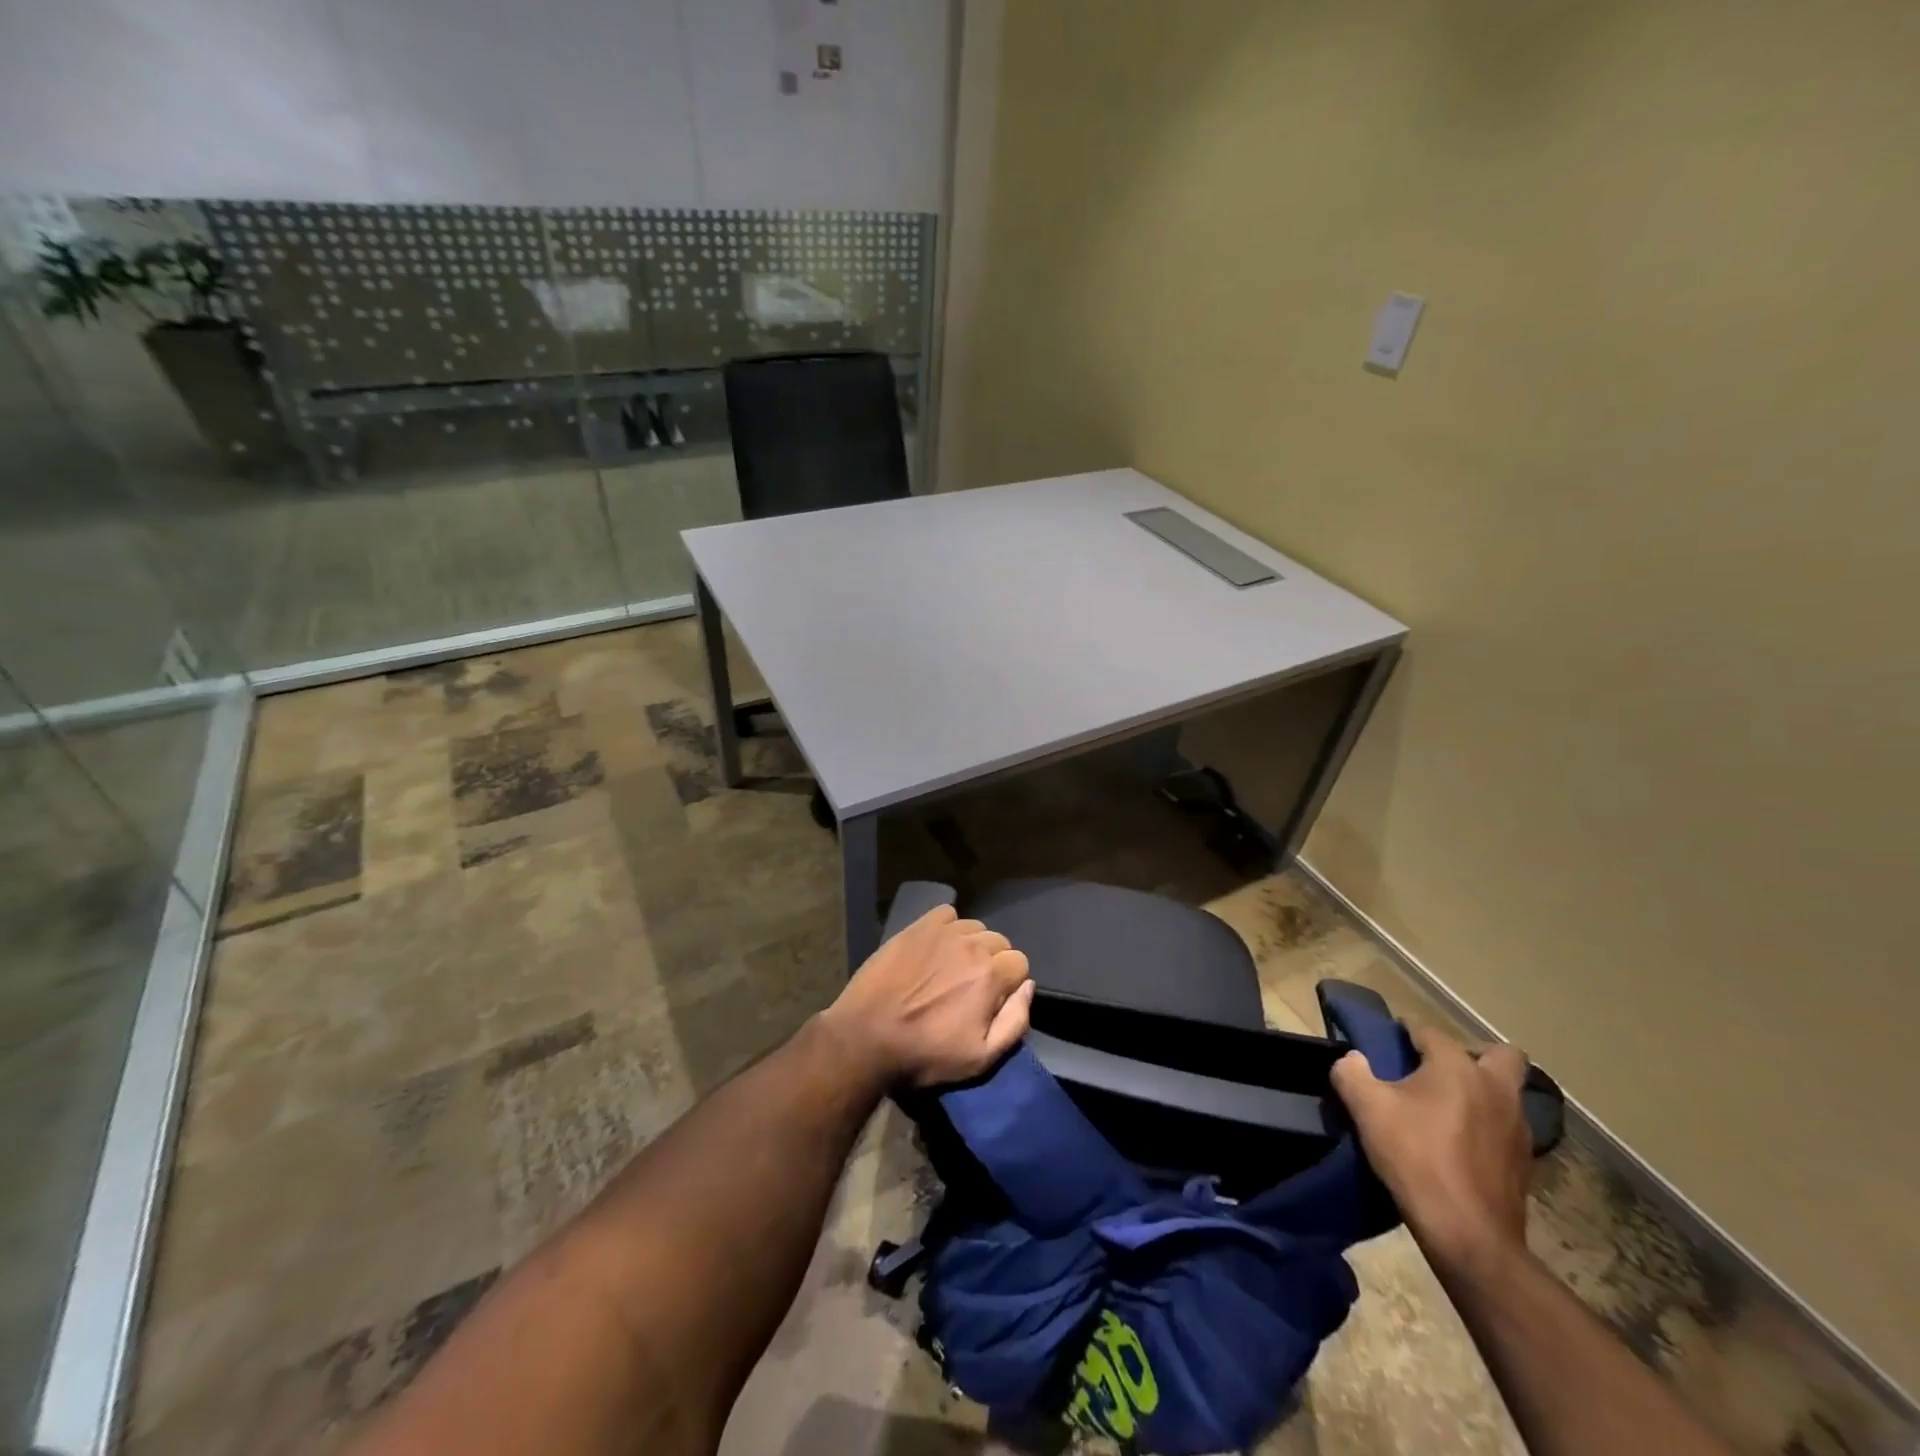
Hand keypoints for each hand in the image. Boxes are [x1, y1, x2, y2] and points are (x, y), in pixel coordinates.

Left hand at [820, 905, 1034, 1087]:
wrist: (867, 1036)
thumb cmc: (925, 1053)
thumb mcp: (980, 1057)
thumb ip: (1015, 1021)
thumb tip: (1027, 986)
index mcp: (990, 975)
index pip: (1020, 963)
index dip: (1009, 983)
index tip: (991, 1001)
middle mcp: (971, 945)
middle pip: (999, 942)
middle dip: (993, 963)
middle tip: (970, 987)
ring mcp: (943, 932)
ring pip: (975, 928)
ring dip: (971, 945)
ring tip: (951, 968)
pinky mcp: (917, 926)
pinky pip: (947, 914)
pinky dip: (948, 927)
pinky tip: (935, 948)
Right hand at [1331, 1025, 1532, 1275]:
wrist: (1468, 1234)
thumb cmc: (1415, 1158)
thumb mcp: (1366, 1108)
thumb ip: (1351, 1071)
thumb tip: (1353, 1059)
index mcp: (1457, 1067)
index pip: (1429, 1031)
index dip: (1406, 1034)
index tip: (1389, 1045)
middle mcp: (1496, 1088)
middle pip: (1500, 1054)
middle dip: (1473, 1055)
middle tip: (1439, 1072)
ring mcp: (1518, 1127)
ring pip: (1507, 1093)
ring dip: (1482, 1093)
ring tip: (1447, 1111)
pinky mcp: (1525, 1162)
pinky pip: (1507, 1127)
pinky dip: (1488, 1126)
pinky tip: (1461, 1144)